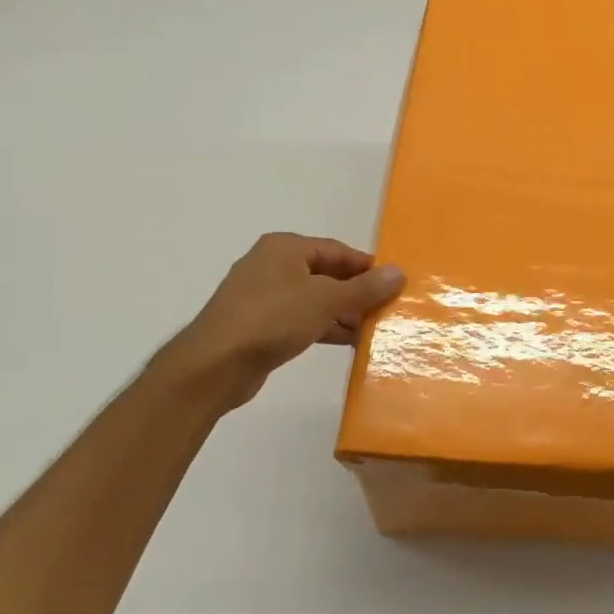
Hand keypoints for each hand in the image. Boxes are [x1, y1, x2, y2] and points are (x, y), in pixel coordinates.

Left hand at [160, 233, 404, 409]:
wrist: (215, 365)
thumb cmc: (272, 318)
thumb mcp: (326, 300)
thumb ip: (364, 288)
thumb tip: (399, 272)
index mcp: (285, 248)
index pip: (337, 250)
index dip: (366, 266)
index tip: (393, 284)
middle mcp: (272, 265)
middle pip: (326, 274)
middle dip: (356, 292)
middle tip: (387, 309)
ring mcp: (263, 297)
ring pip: (314, 299)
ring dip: (343, 313)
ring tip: (374, 329)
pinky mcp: (259, 326)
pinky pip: (301, 320)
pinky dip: (324, 328)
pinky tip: (349, 343)